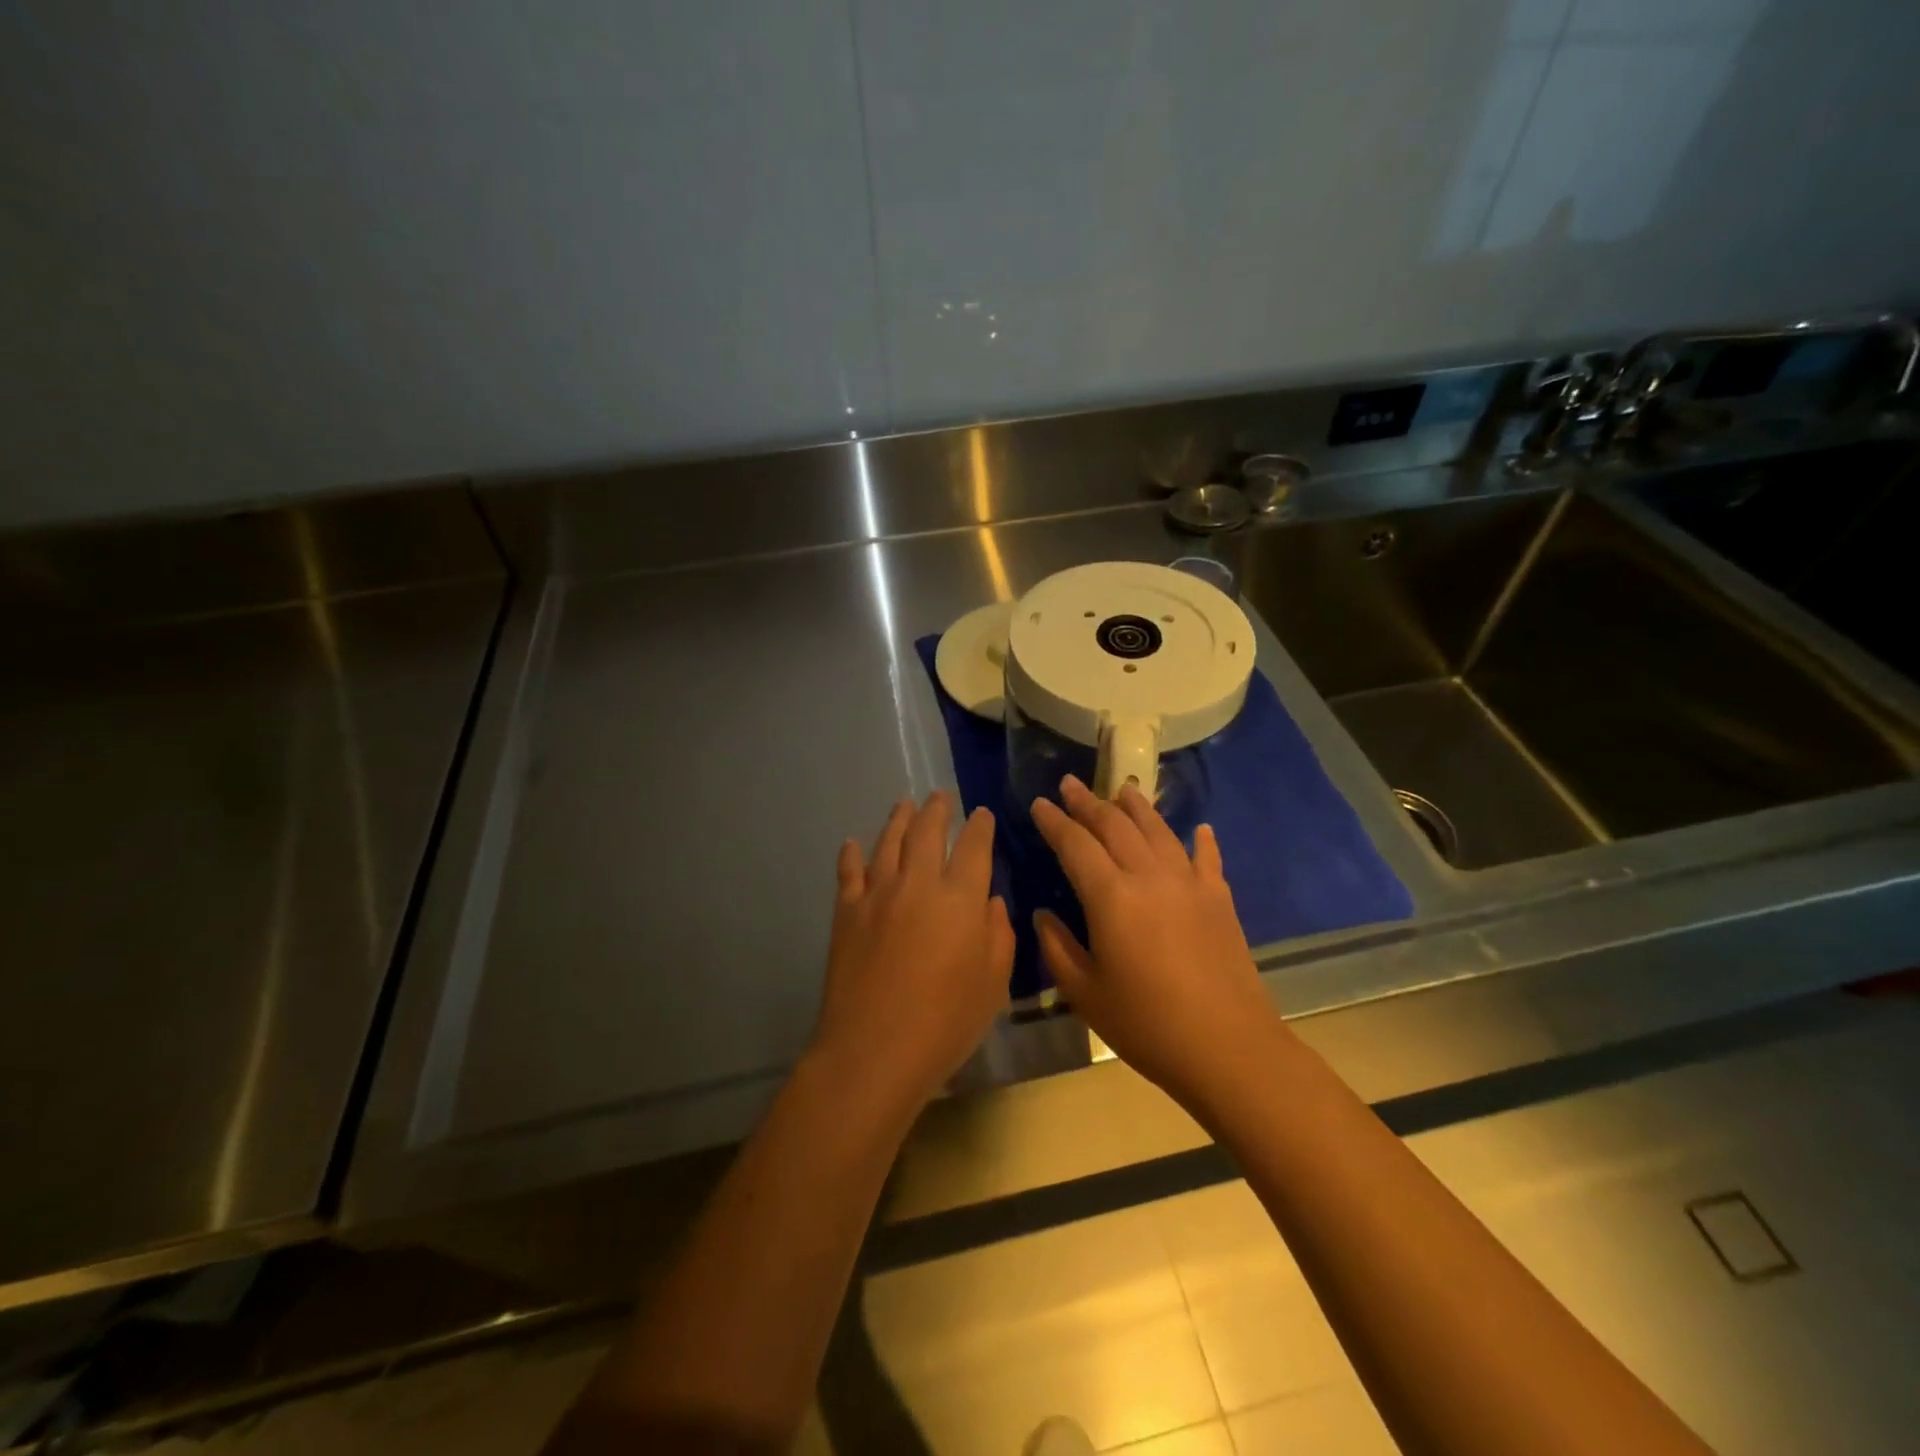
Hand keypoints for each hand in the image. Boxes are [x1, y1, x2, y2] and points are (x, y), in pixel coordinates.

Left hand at [811, 792, 1014, 1111]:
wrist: (874, 1049)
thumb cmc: (946, 1022)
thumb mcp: (992, 983)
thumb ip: (997, 935)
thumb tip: (990, 902)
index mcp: (960, 899)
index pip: (974, 846)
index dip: (980, 826)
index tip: (981, 814)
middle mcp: (918, 883)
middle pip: (927, 831)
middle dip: (937, 809)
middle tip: (940, 796)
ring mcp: (877, 894)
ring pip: (888, 842)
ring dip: (898, 819)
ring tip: (904, 805)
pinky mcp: (846, 912)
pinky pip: (848, 872)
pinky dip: (851, 854)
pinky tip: (851, 844)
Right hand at [1031, 776, 1282, 1111]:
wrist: (1228, 1047)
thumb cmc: (1147, 1025)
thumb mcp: (1085, 993)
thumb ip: (1057, 947)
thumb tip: (1043, 914)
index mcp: (1111, 896)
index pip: (1075, 844)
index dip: (1054, 821)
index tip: (1038, 803)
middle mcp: (1149, 876)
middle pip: (1114, 825)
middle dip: (1088, 802)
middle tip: (1070, 784)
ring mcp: (1189, 883)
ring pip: (1158, 830)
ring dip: (1136, 807)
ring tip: (1122, 789)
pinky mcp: (1218, 899)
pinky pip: (1206, 858)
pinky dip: (1201, 840)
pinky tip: (1200, 829)